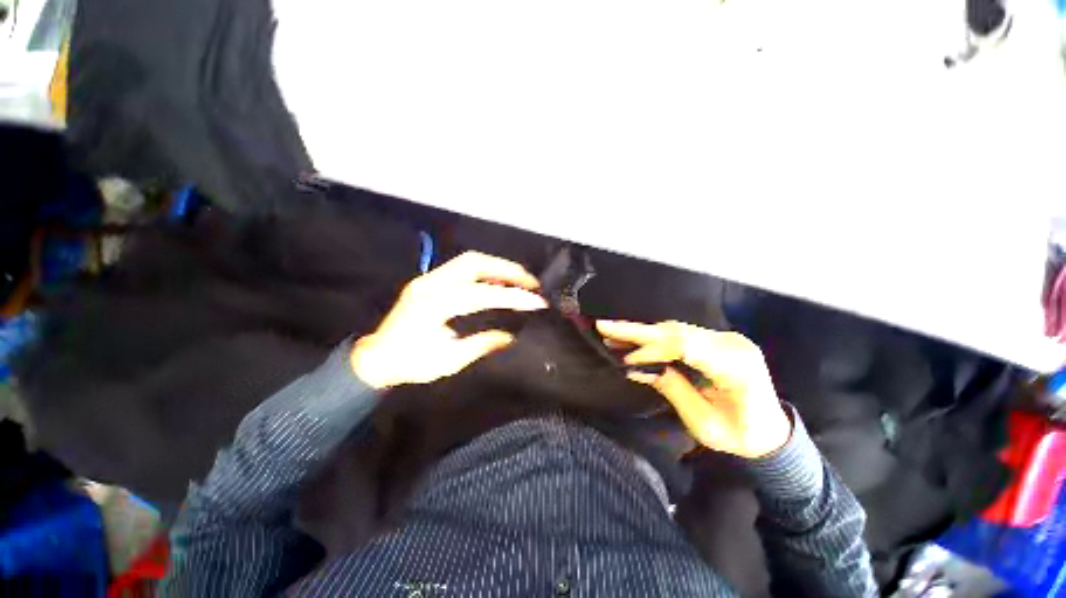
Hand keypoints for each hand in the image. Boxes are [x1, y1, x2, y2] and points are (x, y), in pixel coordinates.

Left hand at [351, 252, 547, 388]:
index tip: (536, 301)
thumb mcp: (449, 360)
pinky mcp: (429, 280)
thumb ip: (481, 344)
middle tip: (530, 281)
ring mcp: (428, 278)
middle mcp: (431, 283)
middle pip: (475, 263)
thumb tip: (509, 337)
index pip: (482, 294)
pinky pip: (461, 267)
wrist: (377, 357)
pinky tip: (496, 280)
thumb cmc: (411, 363)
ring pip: (469, 260)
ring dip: (497, 266)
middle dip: (507, 269)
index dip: (512, 296)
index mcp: (435, 305)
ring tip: (519, 277)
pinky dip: (484, 270)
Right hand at [596, 320, 791, 458]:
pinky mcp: (716, 341)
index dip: (651, 349)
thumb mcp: (704, 423)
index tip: (625, 358)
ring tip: (612, 333)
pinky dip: (655, 338)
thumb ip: (672, 389)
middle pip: (677, 331)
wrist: (772, 432)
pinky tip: (635, 340)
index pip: (685, 346)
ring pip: (675, 330)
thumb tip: (637, 369)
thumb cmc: (741, 435)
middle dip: (637, 331)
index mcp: (735, 366)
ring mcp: (725, 339)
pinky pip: (680, 336)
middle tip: (605, 327)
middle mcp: (731, 344)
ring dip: (642, 333)